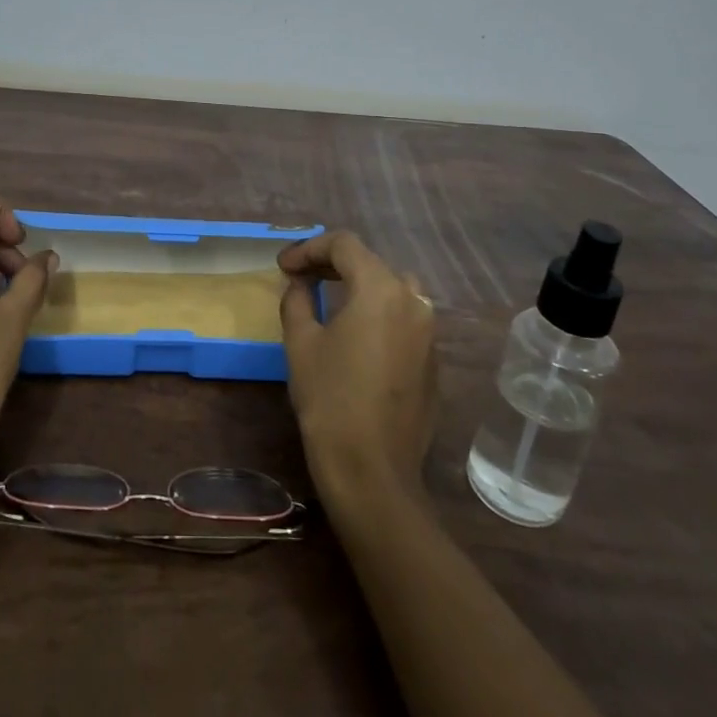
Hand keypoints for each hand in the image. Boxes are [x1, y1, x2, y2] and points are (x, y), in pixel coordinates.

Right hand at [277, 231, 437, 504]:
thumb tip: (300, 284)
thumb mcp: (301, 342)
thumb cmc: (330, 399)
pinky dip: (378, 313)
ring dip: (360, 285)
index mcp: (381, 289)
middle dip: (333, 264)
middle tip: (301, 277)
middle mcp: (413, 302)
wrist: (372, 470)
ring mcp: (429, 333)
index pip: (345, 245)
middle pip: (371, 263)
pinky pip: (404, 320)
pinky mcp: (433, 362)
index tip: (284, 266)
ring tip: (329, 298)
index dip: (310, 248)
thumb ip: (298, 300)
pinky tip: (355, 334)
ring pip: (393, 289)